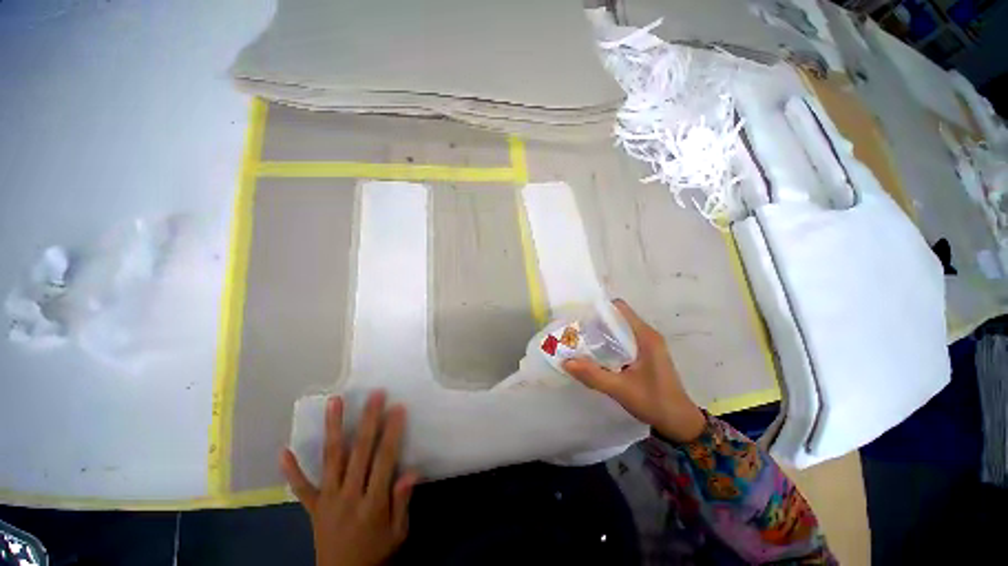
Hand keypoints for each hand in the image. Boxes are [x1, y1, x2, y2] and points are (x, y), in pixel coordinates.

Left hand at [281, 391, 418, 565]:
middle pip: (359, 452)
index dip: (391, 432)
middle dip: (368, 420)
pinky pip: (301, 488)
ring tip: (335, 402)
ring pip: (331, 459)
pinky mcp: (312, 508)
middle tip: (374, 395)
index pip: (384, 460)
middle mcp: (348, 496)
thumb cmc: (377, 553)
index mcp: (372, 503)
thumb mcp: (398, 533)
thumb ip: (402, 503)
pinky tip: (283, 450)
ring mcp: (327, 500)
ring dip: (333, 428)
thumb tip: (412, 472)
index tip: (397, 408)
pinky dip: (292, 470)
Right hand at [563, 299, 706, 442]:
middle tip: (575, 331)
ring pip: (620, 329)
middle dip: (596, 322)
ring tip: (581, 341)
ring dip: (601, 333)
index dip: (599, 308)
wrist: (680, 423)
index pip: (620, 308)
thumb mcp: (620, 389)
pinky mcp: (645, 354)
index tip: (580, 316)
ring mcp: (647, 344)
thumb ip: (593, 375)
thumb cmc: (654, 402)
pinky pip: (623, 340)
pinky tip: (596, 355)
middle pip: (617, 317)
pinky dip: (609, 343)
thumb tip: (565, 361)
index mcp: (645, 336)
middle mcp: (647, 335)